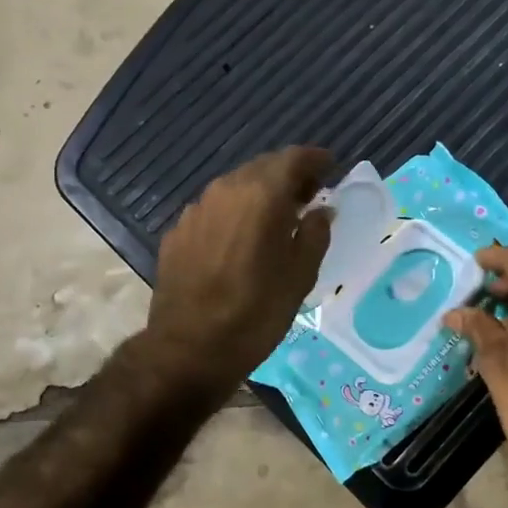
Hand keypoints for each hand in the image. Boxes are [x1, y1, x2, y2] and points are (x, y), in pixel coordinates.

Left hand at [147, 146, 332, 394]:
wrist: (189, 350)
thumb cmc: (256, 313)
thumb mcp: (300, 276)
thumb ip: (315, 233)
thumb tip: (321, 209)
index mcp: (261, 195)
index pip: (293, 158)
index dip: (315, 160)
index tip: (330, 168)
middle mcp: (225, 190)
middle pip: (262, 168)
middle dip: (288, 176)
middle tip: (308, 196)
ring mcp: (196, 210)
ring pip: (235, 187)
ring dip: (259, 194)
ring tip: (277, 218)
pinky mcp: (177, 232)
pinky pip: (214, 210)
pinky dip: (235, 214)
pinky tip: (241, 240)